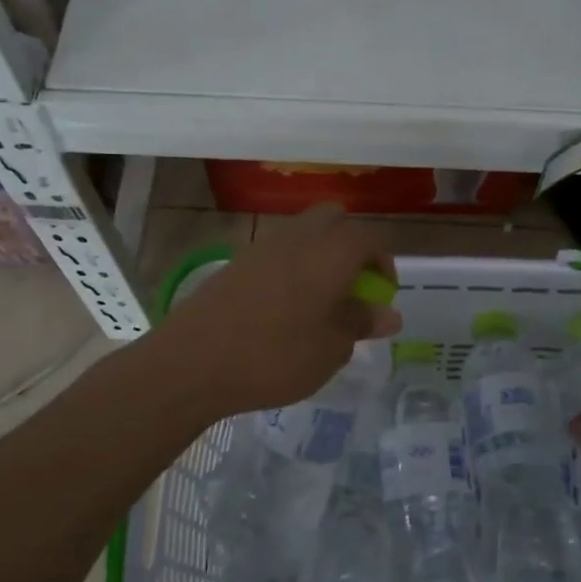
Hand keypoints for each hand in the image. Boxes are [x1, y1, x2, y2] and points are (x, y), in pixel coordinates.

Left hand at [149, 204, 400, 419]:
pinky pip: (278, 252)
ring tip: (320, 300)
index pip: (368, 240)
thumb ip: (360, 323)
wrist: (193, 361)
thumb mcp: (331, 348)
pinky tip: (286, 308)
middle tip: (353, 286)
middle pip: (334, 220)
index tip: (382, 295)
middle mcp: (300, 237)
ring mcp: (264, 247)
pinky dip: (293, 268)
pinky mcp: (237, 262)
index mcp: (331, 252)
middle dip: (351, 246)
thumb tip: (387, 313)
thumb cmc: (276, 356)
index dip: (382, 264)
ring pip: (304, 233)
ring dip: (320, 255)